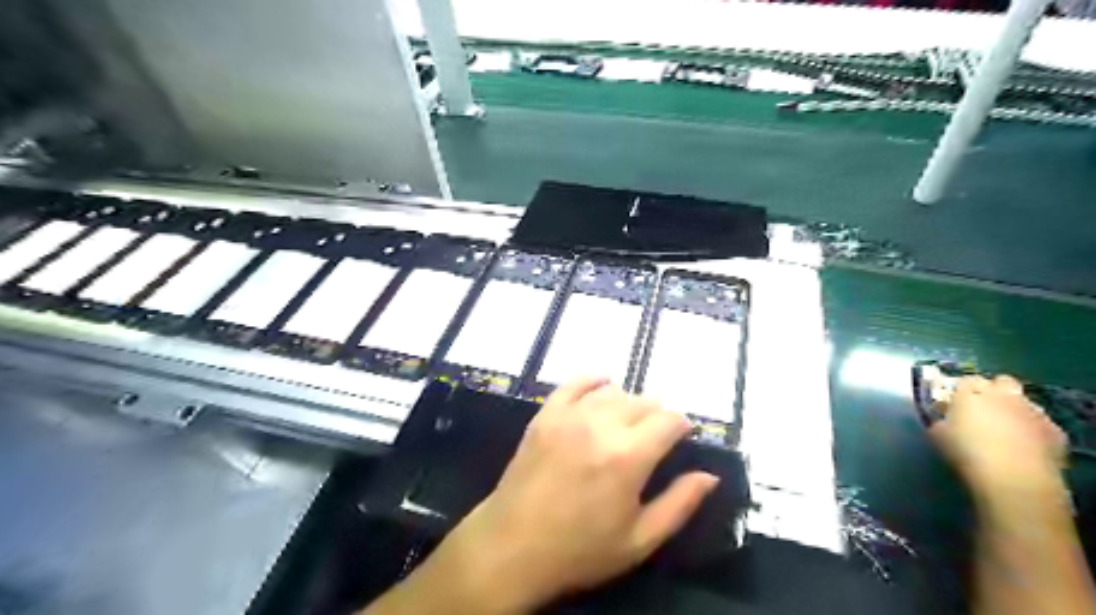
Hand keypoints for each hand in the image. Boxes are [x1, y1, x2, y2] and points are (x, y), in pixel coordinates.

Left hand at [427, 374, 721, 610]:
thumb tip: (709, 476)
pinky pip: (573, 383)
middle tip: (653, 438)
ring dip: (627, 403)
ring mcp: (569, 416)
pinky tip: (601, 385)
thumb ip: (679, 504)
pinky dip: (592, 380)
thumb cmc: (580, 549)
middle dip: (656, 416)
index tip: (681, 438)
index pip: (669, 420)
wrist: (513, 546)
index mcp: (629, 456)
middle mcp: (601, 426)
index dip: (681, 426)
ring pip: (612, 392)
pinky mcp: (545, 415)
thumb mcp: (639, 540)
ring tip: (627, 423)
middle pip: (642, 402)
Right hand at [927, 376, 1066, 502]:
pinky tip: (1026, 445)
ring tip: (1006, 429)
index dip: (962, 390)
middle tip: (984, 409)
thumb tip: (945, 419)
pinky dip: (1033, 429)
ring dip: (1015, 409)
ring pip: (1024, 401)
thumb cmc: (966, 453)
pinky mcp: (1055, 430)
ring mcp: (1033, 411)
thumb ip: (941, 420)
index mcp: (971, 394)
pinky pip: (1041, 423)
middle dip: (994, 391)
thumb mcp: (938, 435)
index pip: (967, 380)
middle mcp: (1003, 396)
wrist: (1013, 478)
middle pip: (1001, 381)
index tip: (957, 403)